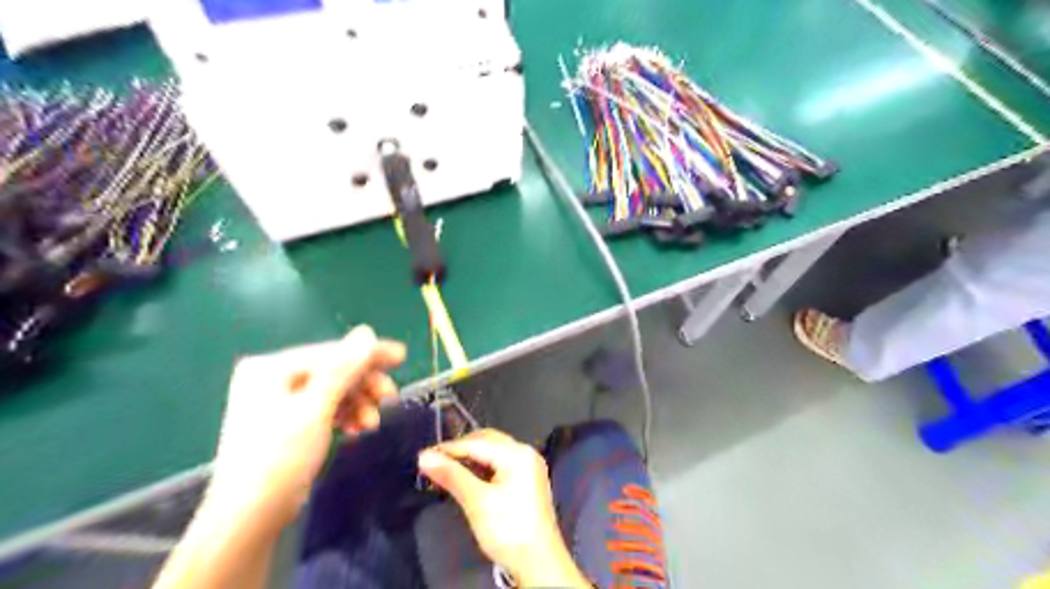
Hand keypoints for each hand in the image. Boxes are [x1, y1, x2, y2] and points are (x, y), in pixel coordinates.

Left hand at [208, 326, 401, 528]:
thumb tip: (367, 332)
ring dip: (358, 403)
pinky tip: (358, 428)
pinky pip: (326, 408)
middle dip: (364, 385)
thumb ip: (342, 369)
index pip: (330, 352)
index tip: (402, 356)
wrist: (248, 520)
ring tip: (372, 423)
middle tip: (391, 399)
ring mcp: (279, 402)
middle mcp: (273, 379)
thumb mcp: (315, 410)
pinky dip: (345, 416)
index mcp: (270, 368)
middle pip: (333, 371)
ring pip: (333, 391)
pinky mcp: (288, 423)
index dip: (369, 354)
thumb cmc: (278, 460)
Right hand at [416, 428, 590, 588]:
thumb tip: (425, 457)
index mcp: (518, 454)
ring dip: (470, 457)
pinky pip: (500, 463)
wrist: (538, 564)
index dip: (449, 448)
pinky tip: (467, 477)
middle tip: (434, 461)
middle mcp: (526, 453)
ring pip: (493, 451)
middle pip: (487, 441)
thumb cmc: (509, 530)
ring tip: (446, 468)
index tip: (423, 456)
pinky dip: (482, 466)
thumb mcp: (477, 502)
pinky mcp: (527, 480)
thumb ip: (452, 476)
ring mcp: (528, 466)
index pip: (477, 442)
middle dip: (460, 449)